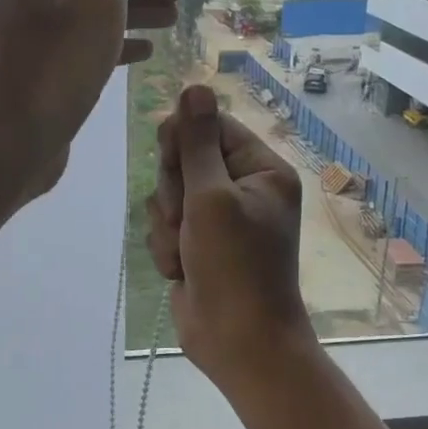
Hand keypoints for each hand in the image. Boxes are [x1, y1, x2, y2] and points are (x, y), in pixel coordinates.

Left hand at [0, 0, 176, 207]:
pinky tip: (144, 53)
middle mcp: (25, 0)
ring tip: (171, 21)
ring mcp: (29, 40)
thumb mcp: (97, 5)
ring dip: (130, 16)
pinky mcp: (38, 74)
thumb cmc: (58, 68)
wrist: (10, 142)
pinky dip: (112, 46)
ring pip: (88, 18)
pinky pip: (80, 48)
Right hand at [146, 85, 315, 385]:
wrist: (238, 342)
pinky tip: (181, 269)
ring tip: (186, 251)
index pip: (213, 127)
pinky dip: (167, 246)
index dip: (185, 139)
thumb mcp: (212, 197)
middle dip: (175, 190)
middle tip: (185, 217)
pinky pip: (166, 225)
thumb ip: (197, 142)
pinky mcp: (196, 244)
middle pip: (185, 158)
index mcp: (261, 170)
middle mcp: (241, 188)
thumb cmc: (234, 265)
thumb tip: (195, 86)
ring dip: (168, 224)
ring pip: (169, 194)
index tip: (172, 158)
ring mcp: (217, 218)